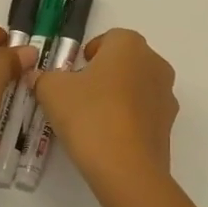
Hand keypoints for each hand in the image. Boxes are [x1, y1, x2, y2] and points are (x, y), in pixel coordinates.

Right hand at [31, 29, 177, 196]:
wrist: (127, 168)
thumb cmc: (89, 115)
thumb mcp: (53, 92)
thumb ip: (43, 78)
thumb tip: (38, 77)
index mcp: (129, 45)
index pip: (109, 38)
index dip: (89, 54)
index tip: (74, 73)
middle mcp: (154, 63)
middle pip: (126, 61)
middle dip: (104, 74)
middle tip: (80, 95)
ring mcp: (166, 94)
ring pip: (138, 86)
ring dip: (119, 95)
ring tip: (94, 119)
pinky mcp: (169, 124)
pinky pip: (145, 112)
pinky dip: (130, 118)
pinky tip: (110, 137)